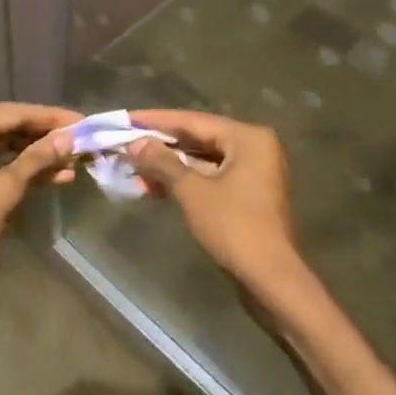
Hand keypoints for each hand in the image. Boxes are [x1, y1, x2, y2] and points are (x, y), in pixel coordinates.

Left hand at [0, 103, 81, 297]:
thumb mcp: (5, 189)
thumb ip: (37, 159)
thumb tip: (68, 139)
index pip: (16, 113)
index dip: (52, 118)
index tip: (83, 122)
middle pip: (10, 126)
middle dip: (46, 136)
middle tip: (82, 141)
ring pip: (4, 147)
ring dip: (36, 155)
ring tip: (73, 162)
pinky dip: (20, 169)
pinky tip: (52, 177)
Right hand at [125, 110, 311, 298]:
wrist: (269, 276)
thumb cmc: (233, 226)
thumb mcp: (192, 191)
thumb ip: (162, 162)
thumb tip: (135, 144)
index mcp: (247, 137)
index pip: (193, 120)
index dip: (156, 120)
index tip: (126, 118)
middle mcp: (254, 147)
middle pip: (198, 138)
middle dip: (161, 145)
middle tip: (126, 142)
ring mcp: (253, 172)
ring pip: (202, 160)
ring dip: (169, 166)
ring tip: (133, 168)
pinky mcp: (247, 194)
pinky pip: (210, 177)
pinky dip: (184, 181)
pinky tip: (154, 187)